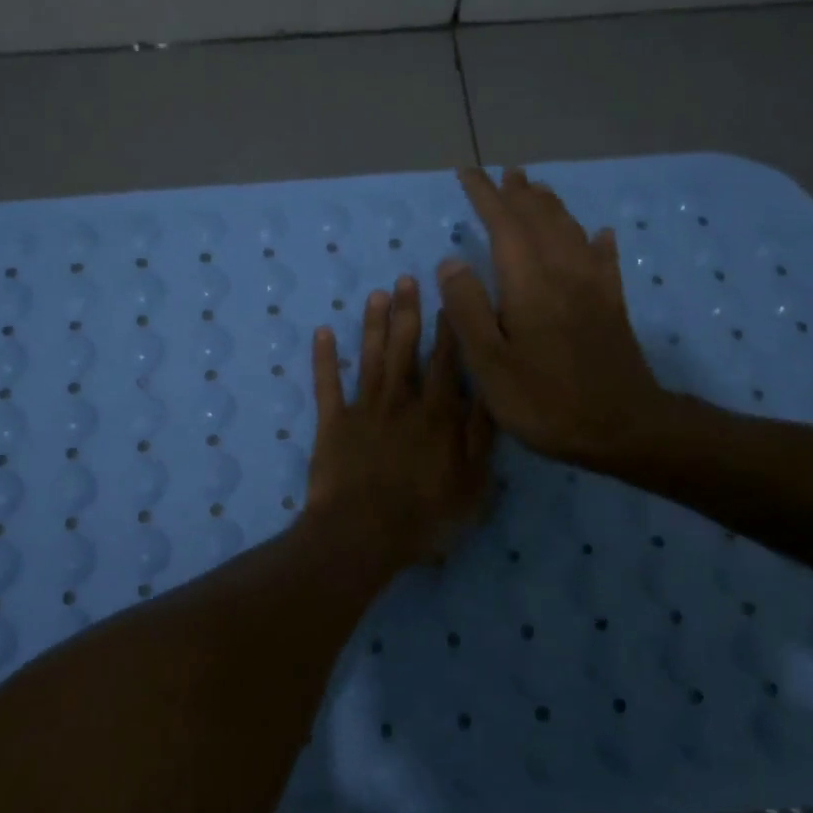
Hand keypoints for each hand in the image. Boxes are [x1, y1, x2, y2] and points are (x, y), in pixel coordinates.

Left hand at [303, 276, 493, 569]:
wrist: (362, 534)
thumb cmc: (424, 516)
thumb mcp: (472, 484)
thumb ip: (481, 437)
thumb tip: (490, 393)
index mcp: (437, 415)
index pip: (447, 362)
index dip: (448, 329)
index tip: (448, 297)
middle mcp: (401, 402)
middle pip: (405, 349)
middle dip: (408, 313)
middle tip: (406, 278)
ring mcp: (363, 410)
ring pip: (370, 358)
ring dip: (373, 325)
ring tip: (376, 294)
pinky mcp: (332, 424)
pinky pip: (327, 385)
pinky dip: (323, 359)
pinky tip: (322, 332)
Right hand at [437, 166, 686, 473]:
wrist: (622, 429)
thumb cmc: (545, 400)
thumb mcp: (489, 363)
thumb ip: (468, 309)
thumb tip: (450, 261)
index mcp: (529, 284)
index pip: (504, 224)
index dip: (485, 196)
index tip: (467, 173)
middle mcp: (563, 273)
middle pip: (540, 220)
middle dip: (518, 194)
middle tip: (503, 173)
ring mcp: (593, 289)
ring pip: (571, 232)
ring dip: (552, 207)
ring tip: (537, 189)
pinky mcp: (613, 307)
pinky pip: (606, 261)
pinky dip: (598, 241)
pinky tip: (601, 234)